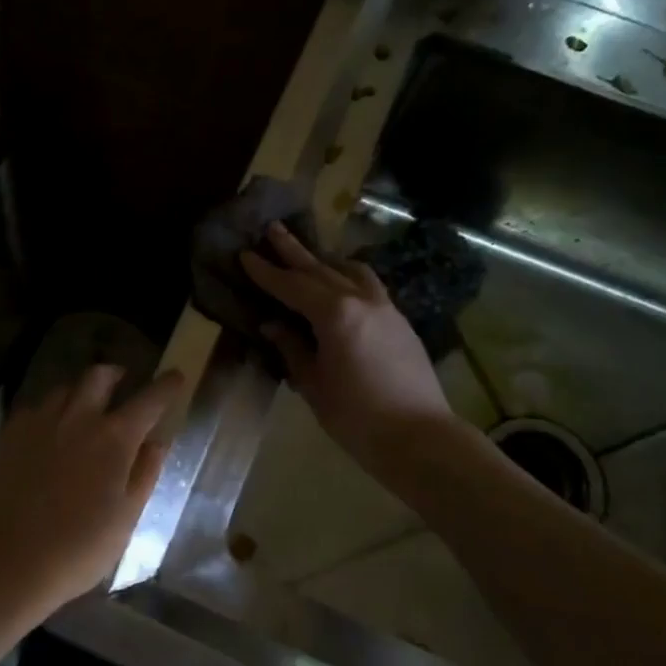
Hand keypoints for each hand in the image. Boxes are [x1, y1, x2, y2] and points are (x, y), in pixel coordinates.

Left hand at [0, 365, 183, 613]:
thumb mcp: (127, 516)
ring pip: (65, 387)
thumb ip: (145, 473)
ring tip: (84, 406)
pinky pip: (36, 406)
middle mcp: (79, 418)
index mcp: (115, 438)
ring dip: (81, 391)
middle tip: (123, 382)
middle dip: (116, 374)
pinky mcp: (11, 433)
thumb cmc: (80, 547)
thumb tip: (157, 441)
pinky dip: (51, 409)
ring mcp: (41, 422)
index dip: (166, 385)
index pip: (149, 400)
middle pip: (99, 376)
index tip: (175, 376)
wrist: (12, 559)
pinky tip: (50, 427)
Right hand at [241, 221, 455, 474]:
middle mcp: (360, 300)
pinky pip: (370, 287)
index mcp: (334, 314)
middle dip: (294, 251)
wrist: (419, 437)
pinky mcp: (400, 322)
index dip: (266, 272)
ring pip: (352, 273)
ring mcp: (385, 308)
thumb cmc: (356, 416)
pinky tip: (343, 286)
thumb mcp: (313, 384)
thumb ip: (292, 349)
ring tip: (311, 254)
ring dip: (327, 261)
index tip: (246, 254)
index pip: (292, 286)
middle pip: (321, 269)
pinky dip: (350, 278)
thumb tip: (273, 325)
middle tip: (273, 229)